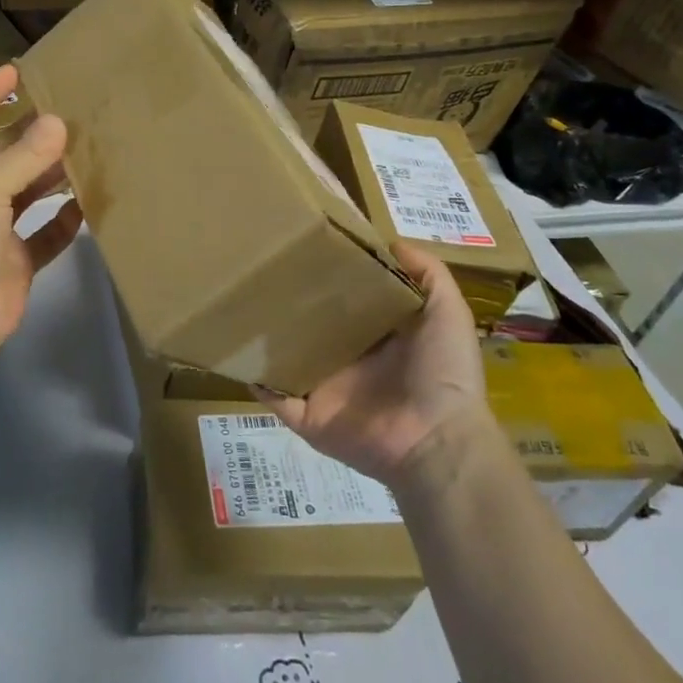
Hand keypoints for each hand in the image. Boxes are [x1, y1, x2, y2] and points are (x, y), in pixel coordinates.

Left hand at [0, 64, 82, 370]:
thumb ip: (23, 157)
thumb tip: (58, 122)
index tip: (16, 70)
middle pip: (2, 156)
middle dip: (31, 135)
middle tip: (73, 113)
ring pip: (27, 193)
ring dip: (52, 174)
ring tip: (89, 150)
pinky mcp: (16, 263)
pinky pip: (46, 235)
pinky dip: (65, 220)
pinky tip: (89, 203)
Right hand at [258, 243, 489, 486]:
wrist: (438, 441)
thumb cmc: (444, 372)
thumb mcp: (447, 311)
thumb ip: (427, 273)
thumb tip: (390, 240)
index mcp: (376, 336)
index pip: (345, 300)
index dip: (328, 275)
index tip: (303, 244)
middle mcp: (347, 358)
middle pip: (310, 325)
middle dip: (289, 301)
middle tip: (260, 267)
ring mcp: (325, 388)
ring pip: (285, 355)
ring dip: (265, 336)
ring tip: (237, 301)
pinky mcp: (307, 415)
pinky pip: (273, 394)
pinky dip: (254, 377)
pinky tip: (236, 348)